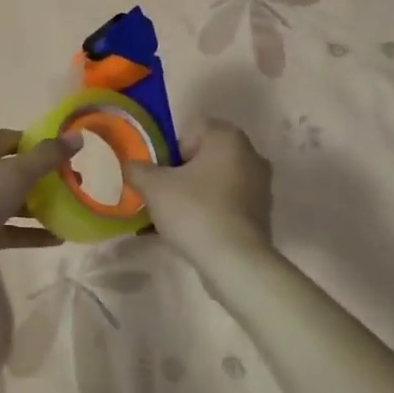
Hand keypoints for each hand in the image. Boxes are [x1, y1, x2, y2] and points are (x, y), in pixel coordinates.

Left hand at [0, 129, 78, 285]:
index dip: (43, 145)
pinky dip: (29, 232)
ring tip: (73, 212)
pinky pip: (7, 228)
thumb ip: (47, 156)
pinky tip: (58, 239)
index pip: (16, 138)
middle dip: (46, 178)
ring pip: (12, 200)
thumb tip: (76, 135)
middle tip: (77, 186)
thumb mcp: (14, 173)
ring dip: (40, 206)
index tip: (72, 157)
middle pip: (16, 169)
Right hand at [124, 121, 274, 273]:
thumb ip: (137, 169)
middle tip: (162, 194)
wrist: (235, 262)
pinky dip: (210, 211)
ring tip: (174, 217)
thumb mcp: (153, 187)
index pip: (190, 130)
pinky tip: (193, 231)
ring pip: (215, 181)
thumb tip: (131, 166)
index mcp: (227, 137)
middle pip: (203, 156)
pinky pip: (227, 203)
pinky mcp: (262, 214)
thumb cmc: (194, 211)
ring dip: (195, 193)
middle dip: (181, 173)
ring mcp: (260, 186)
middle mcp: (250, 154)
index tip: (160, 174)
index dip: (169, 150)